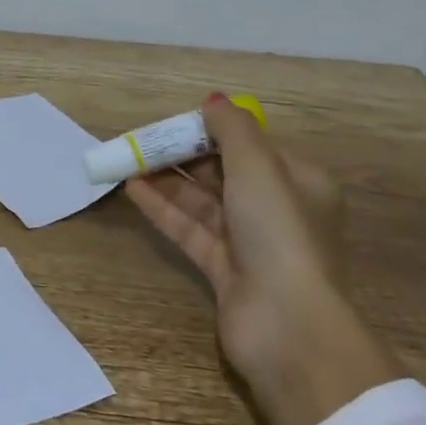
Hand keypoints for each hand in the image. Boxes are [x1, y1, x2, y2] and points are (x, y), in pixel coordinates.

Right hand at [126, 96, 401, 424]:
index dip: (211, 131)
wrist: (286, 323)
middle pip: (222, 172)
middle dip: (182, 154)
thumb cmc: (278, 232)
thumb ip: (231, 128)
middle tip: (141, 141)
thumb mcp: (258, 166)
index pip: (249, 146)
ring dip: (167, 179)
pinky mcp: (223, 268)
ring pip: (201, 201)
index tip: (174, 122)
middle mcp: (276, 209)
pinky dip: (163, 208)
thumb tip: (212, 101)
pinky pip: (189, 228)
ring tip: (127, 160)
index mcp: (298, 182)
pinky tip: (132, 189)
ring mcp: (249, 242)